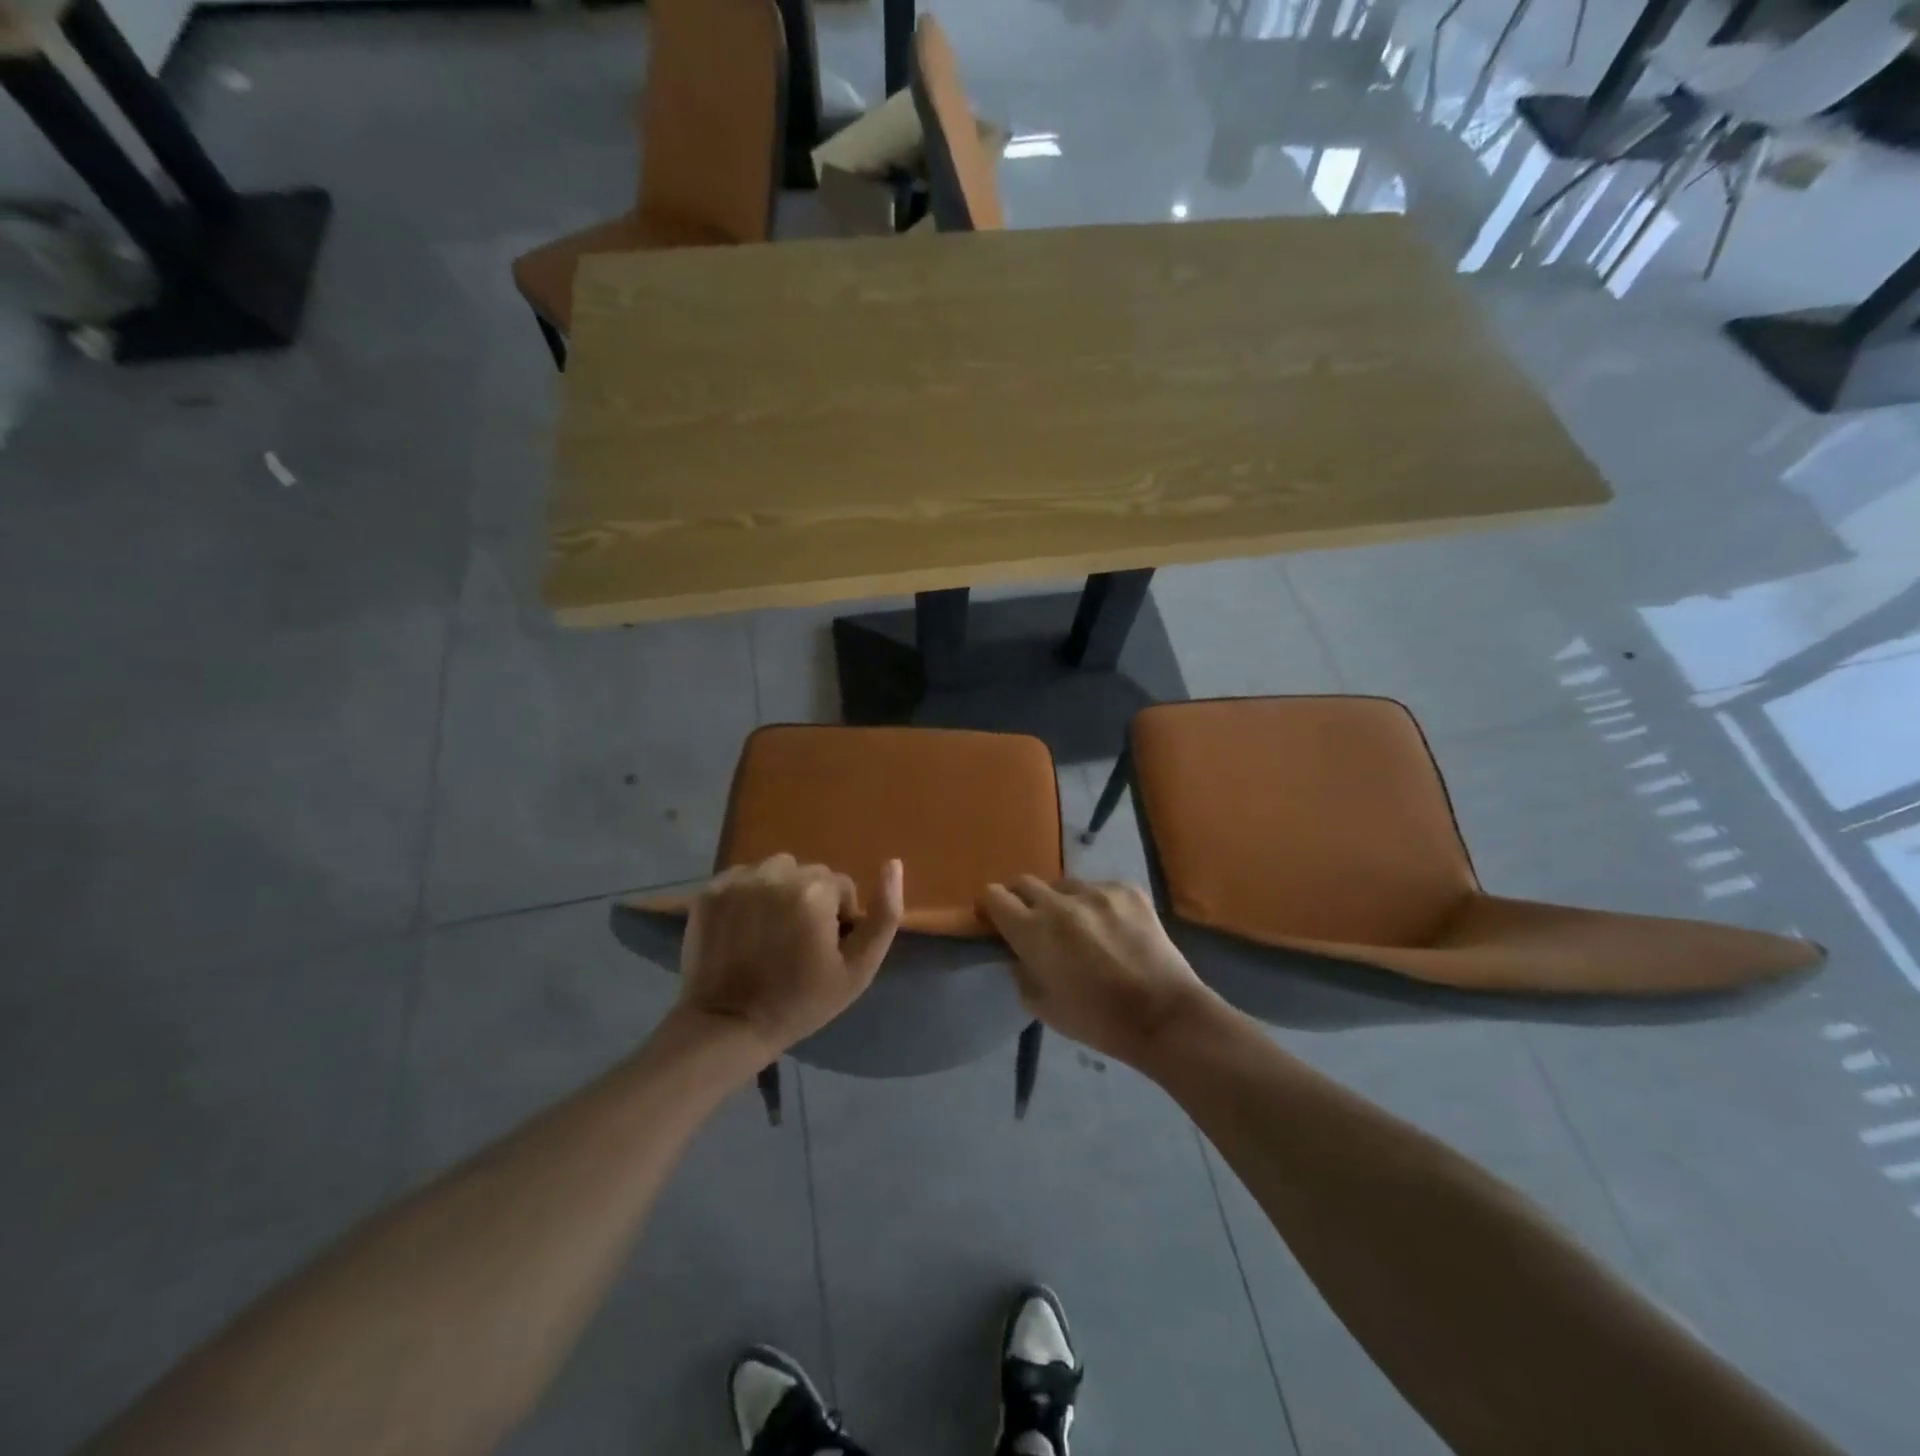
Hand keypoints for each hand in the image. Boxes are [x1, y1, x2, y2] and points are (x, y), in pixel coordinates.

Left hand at [678, 854, 903, 1055]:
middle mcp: (776, 874)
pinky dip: (749, 895)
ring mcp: (739, 880)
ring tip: (770, 932)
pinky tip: (745, 928)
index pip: (842, 887)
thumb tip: (893, 864)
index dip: (838, 920)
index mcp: (814, 891)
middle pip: (809, 875)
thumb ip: (885, 915)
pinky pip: (744, 878)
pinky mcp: (711, 890)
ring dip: (780, 892)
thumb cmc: (801, 1002)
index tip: (823, 951)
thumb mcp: (859, 969)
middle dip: (810, 901)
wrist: (729, 1026)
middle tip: (796, 943)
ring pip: (777, 871)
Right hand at [979, 877, 1218, 1066]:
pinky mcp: (1127, 889)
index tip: (995, 920)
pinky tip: (1112, 929)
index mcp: (1033, 930)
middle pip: (1024, 882)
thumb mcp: (1042, 1006)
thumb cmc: (1097, 1019)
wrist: (1163, 1015)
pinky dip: (1096, 905)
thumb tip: (1018, 952)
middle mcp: (1059, 901)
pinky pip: (1099, 888)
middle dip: (1021, 900)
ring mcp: (1096, 891)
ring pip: (1063, 886)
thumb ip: (1020, 970)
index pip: (994, 896)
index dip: (990, 907)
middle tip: (1034, 924)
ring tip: (1079, 928)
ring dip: (1061, 903)